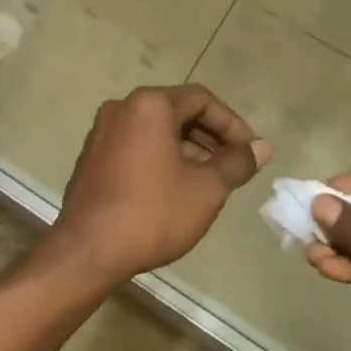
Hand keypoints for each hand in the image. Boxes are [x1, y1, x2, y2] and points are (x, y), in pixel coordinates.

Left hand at [46, 85, 269, 286]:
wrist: (88, 250)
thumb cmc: (153, 212)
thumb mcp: (206, 189)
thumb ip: (236, 162)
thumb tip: (262, 147)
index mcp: (149, 104)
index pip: (202, 99)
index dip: (232, 124)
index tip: (250, 153)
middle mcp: (122, 107)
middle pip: (177, 111)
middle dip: (210, 137)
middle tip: (233, 167)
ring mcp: (102, 132)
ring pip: (156, 130)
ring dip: (187, 149)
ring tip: (209, 182)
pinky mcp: (92, 156)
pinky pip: (136, 145)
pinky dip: (161, 158)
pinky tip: (174, 190)